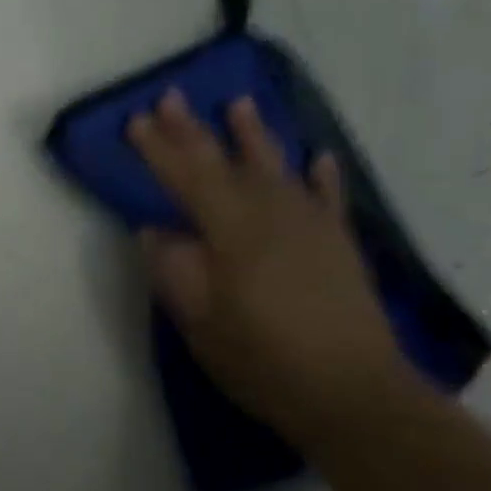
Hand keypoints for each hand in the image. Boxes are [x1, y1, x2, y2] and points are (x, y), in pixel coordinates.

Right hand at [128, 91, 408, 439]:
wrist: (354, 394)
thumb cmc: (264, 360)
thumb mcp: (201, 323)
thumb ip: (175, 271)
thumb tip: (154, 231)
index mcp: (232, 231)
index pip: (186, 178)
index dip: (158, 149)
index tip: (136, 119)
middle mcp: (272, 214)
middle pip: (225, 163)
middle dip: (194, 130)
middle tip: (171, 96)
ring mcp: (312, 226)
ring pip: (277, 168)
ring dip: (254, 135)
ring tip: (239, 104)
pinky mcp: (339, 244)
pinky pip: (328, 197)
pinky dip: (321, 175)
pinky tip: (318, 157)